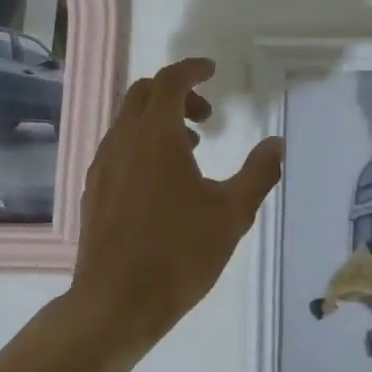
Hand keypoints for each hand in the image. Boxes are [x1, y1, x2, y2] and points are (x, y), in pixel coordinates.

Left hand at [65, 58, 284, 355]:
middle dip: (176, 93)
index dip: (192, 70)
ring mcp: (103, 164)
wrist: (115, 302)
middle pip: (144, 93)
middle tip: (206, 115)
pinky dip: (141, 143)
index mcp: (156, 135)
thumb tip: (276, 143)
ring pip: (128, 120)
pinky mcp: (94, 188)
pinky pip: (118, 146)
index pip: (170, 80)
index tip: (211, 71)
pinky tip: (161, 180)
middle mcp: (123, 139)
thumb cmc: (179, 254)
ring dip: (159, 120)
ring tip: (192, 149)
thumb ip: (258, 173)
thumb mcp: (232, 214)